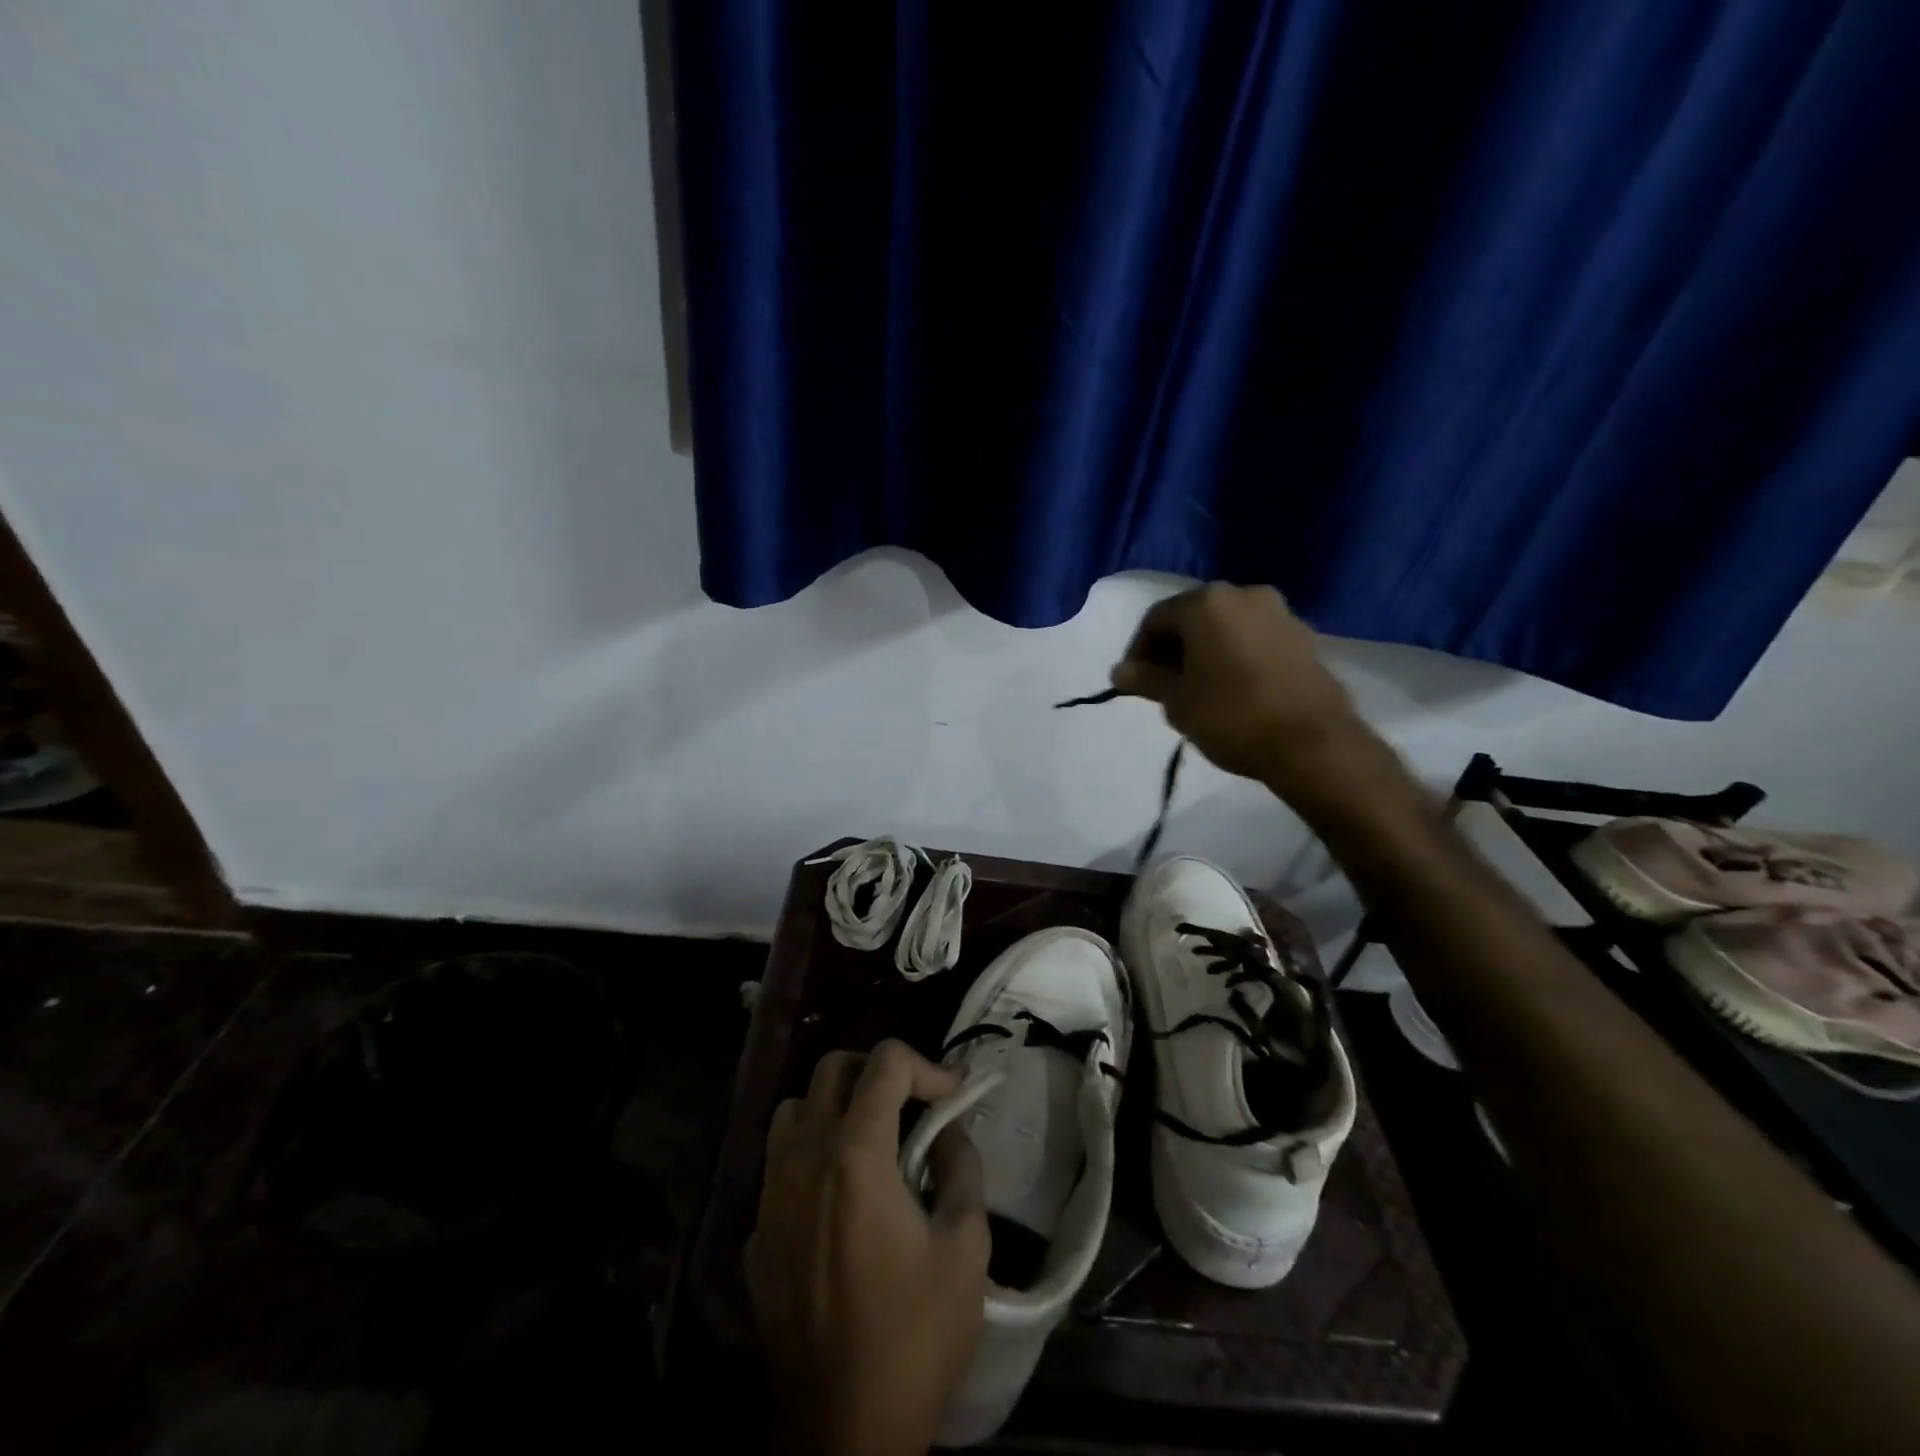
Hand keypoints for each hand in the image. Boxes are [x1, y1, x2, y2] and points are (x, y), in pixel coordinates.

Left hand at [747, 1040, 988, 1455]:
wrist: (845, 1432)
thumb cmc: (915, 1336)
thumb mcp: (966, 1247)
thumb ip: (962, 1168)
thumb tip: (947, 1131)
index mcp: (856, 1154)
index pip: (885, 1063)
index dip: (927, 1066)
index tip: (952, 1096)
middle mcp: (804, 1158)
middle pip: (831, 1069)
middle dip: (878, 1071)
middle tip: (911, 1103)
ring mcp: (770, 1197)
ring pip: (793, 1110)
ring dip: (833, 1107)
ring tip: (868, 1139)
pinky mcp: (756, 1236)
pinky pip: (777, 1168)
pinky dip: (808, 1160)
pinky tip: (834, 1202)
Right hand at [1110, 583, 1358, 784]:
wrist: (1313, 744)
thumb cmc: (1232, 716)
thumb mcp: (1177, 702)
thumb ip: (1146, 680)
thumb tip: (1120, 671)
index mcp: (1207, 603)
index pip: (1156, 619)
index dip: (1138, 651)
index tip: (1134, 684)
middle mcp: (1244, 594)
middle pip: (1192, 618)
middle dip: (1172, 650)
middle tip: (1163, 687)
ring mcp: (1279, 613)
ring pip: (1225, 628)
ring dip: (1204, 653)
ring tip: (1197, 691)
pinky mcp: (1304, 637)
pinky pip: (1254, 639)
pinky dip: (1235, 657)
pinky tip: (1232, 690)